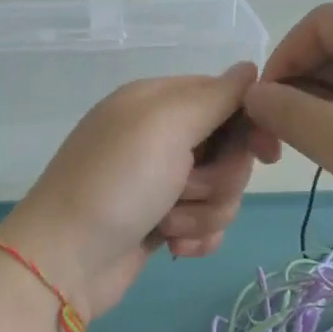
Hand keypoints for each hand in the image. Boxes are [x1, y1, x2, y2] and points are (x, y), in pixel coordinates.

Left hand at [0, 63, 258, 322]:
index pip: (226, 98)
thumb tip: (251, 68)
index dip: (251, 125)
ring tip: (167, 224)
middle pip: (231, 150)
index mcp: (159, 102)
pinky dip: (196, 236)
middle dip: (220, 178)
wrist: (65, 262)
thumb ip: (215, 96)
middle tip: (186, 189)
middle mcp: (161, 137)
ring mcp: (161, 182)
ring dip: (203, 212)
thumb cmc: (117, 184)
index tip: (267, 154)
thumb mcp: (166, 125)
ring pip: (223, 192)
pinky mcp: (163, 222)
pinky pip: (207, 223)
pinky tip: (174, 247)